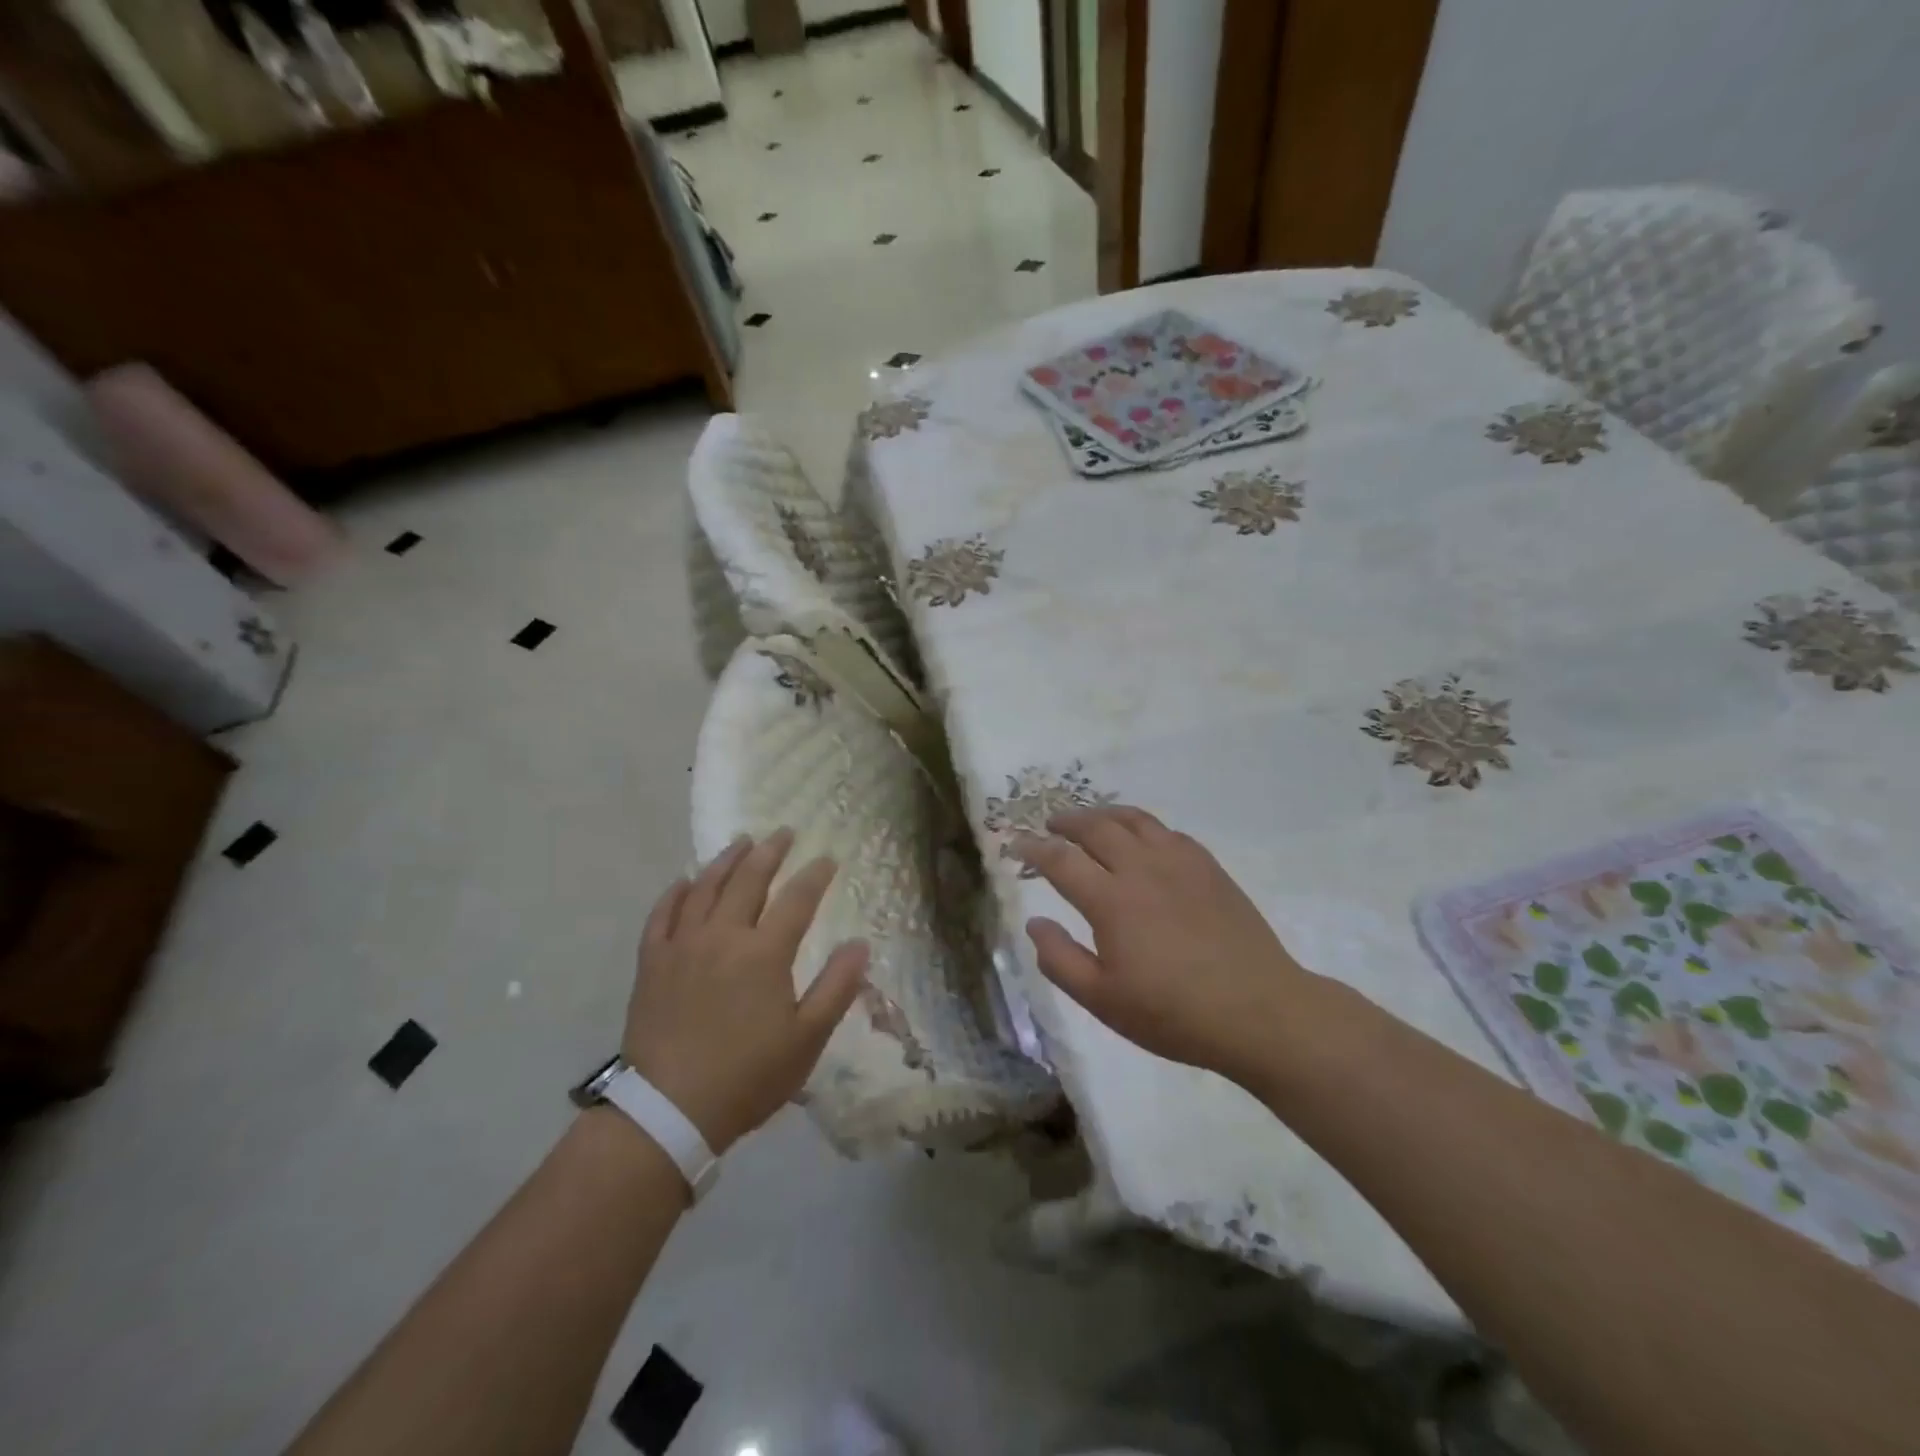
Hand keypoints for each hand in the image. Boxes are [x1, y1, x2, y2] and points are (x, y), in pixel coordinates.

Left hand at [621, 831, 869, 1151]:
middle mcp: (723, 936)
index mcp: (764, 953)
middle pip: (749, 880)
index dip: (815, 876)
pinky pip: (662, 914)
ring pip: (705, 888)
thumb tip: (860, 945)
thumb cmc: (747, 1076)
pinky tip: (684, 880)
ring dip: (726, 860)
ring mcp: (682, 945)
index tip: (827, 859)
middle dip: (770, 852)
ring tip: (740, 841)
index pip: (797, 900)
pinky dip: (675, 892)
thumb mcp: (806, 1040)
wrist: (668, 1110)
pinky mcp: (652, 962)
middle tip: (783, 833)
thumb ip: (836, 988)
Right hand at [1012, 806, 1311, 1083]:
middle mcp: (1141, 868)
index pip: (1061, 860)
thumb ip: (1060, 960)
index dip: (1034, 849)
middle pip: (1096, 827)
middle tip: (1051, 824)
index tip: (1017, 844)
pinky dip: (1143, 827)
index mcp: (1111, 900)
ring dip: (1104, 814)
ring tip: (1091, 819)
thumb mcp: (1104, 1000)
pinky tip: (1142, 840)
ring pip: (1134, 820)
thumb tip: (1034, 922)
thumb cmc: (1174, 1013)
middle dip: (1067, 821)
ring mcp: (1179, 862)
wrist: (1259, 1010)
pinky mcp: (1208, 867)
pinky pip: (1167, 831)